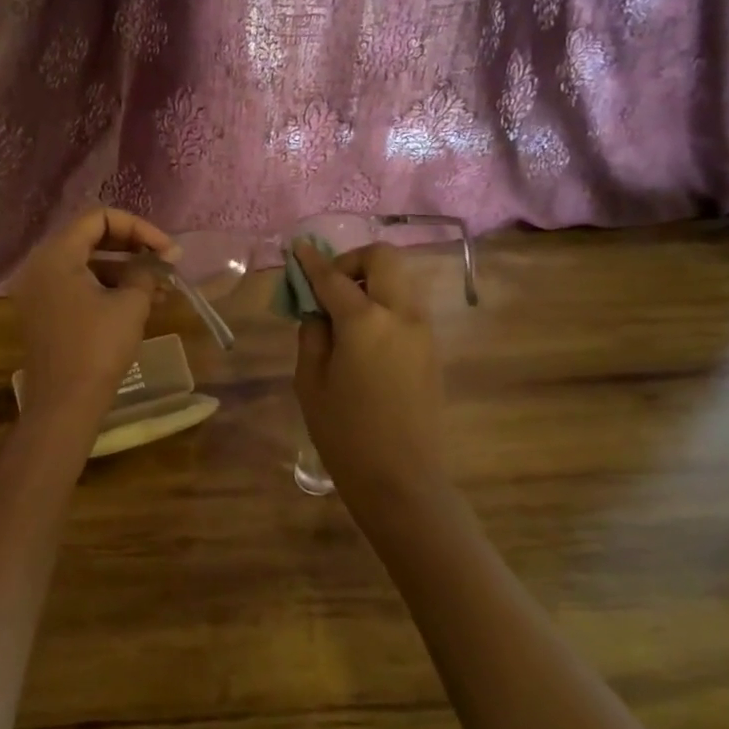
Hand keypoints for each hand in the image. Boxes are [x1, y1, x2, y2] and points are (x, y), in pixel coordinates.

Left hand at [13, 207, 180, 428]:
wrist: (64, 405)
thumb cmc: (97, 348)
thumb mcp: (130, 305)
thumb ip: (144, 272)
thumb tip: (157, 261)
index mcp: (56, 255)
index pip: (99, 218)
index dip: (138, 227)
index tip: (166, 250)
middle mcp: (41, 266)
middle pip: (90, 238)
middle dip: (133, 247)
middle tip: (165, 263)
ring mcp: (39, 291)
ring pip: (86, 264)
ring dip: (124, 270)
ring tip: (162, 288)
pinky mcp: (44, 313)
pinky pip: (77, 286)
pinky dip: (107, 288)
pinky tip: (141, 303)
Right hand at [292, 242, 445, 501]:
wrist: (403, 480)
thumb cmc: (345, 434)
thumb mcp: (311, 382)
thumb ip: (312, 335)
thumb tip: (318, 310)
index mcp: (365, 322)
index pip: (333, 277)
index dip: (311, 261)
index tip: (297, 249)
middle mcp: (401, 315)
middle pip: (383, 259)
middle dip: (352, 261)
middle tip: (328, 287)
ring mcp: (423, 331)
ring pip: (400, 280)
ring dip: (370, 281)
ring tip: (343, 312)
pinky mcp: (432, 349)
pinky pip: (406, 306)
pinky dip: (383, 302)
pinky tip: (363, 334)